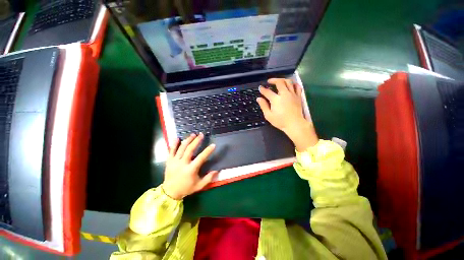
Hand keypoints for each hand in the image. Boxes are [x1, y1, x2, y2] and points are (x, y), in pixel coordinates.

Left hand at [162, 133, 217, 199]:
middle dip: (196, 141)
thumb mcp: (199, 186)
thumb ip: (208, 178)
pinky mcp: (169, 161)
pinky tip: (177, 138)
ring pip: (181, 148)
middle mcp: (182, 163)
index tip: (213, 145)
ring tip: (193, 134)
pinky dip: (174, 144)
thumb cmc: (186, 188)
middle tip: (201, 135)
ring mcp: (174, 161)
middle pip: (190, 149)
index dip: (208, 151)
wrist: (169, 192)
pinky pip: (171, 151)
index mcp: (191, 169)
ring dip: (188, 140)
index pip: (201, 158)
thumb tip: (217, 171)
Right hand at [257, 78, 318, 151]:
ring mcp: (293, 94)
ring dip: (283, 79)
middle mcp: (284, 94)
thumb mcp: (268, 115)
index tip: (260, 88)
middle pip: (279, 82)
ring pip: (289, 82)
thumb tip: (259, 98)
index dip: (262, 89)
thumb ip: (263, 106)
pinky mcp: (298, 96)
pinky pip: (297, 87)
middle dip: (273, 80)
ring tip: (279, 81)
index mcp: (276, 99)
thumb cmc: (280, 121)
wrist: (295, 124)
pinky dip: (293, 84)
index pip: (267, 92)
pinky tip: (290, 85)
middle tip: (269, 81)